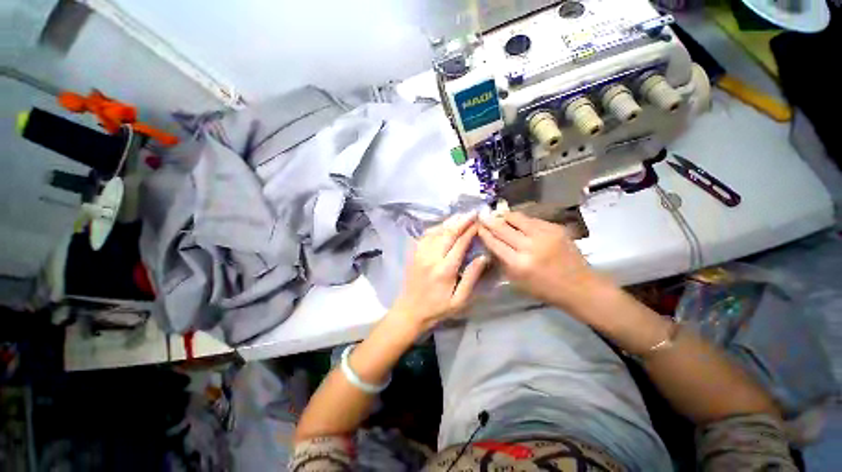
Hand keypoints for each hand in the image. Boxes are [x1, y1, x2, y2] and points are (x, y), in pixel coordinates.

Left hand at [390, 213, 488, 330]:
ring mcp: (420, 253)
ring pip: (436, 231)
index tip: (479, 222)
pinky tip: (444, 224)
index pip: (460, 243)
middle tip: (473, 212)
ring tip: (461, 215)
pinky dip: (436, 227)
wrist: (410, 311)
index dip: (470, 231)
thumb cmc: (437, 308)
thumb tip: (483, 257)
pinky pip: (426, 235)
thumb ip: (471, 277)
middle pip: (447, 233)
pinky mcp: (414, 253)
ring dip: (449, 222)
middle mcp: (431, 257)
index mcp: (444, 269)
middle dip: (462, 221)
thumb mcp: (459, 300)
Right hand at [478, 211, 599, 309]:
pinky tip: (517, 220)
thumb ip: (502, 261)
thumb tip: (490, 243)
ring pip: (517, 218)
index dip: (484, 233)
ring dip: (505, 216)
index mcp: (518, 264)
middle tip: (483, 215)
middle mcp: (530, 247)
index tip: (477, 226)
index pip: (495, 243)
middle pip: (503, 228)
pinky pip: (532, 219)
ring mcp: (544, 235)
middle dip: (490, 221)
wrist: (579, 286)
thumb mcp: (517, 281)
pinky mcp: (555, 229)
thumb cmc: (544, 289)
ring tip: (499, 214)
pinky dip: (522, 219)